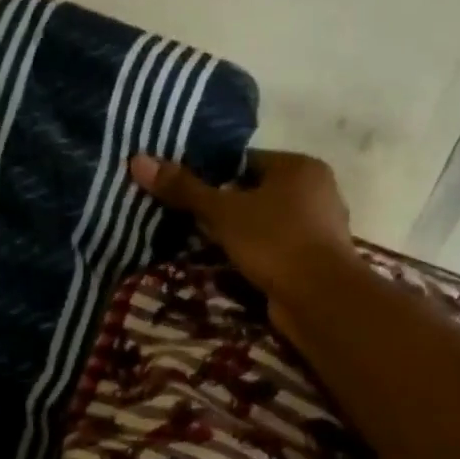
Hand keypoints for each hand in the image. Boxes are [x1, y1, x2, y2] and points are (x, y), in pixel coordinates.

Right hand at [129, 149, 358, 312]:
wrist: (319, 298)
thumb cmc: (274, 241)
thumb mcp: (223, 212)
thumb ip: (184, 189)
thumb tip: (138, 160)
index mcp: (300, 167)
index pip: (247, 161)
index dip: (214, 176)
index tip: (187, 194)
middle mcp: (317, 191)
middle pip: (258, 193)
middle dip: (227, 209)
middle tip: (191, 223)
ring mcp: (321, 229)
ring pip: (268, 224)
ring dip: (241, 236)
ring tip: (207, 247)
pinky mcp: (317, 261)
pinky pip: (278, 250)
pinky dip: (258, 256)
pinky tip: (235, 268)